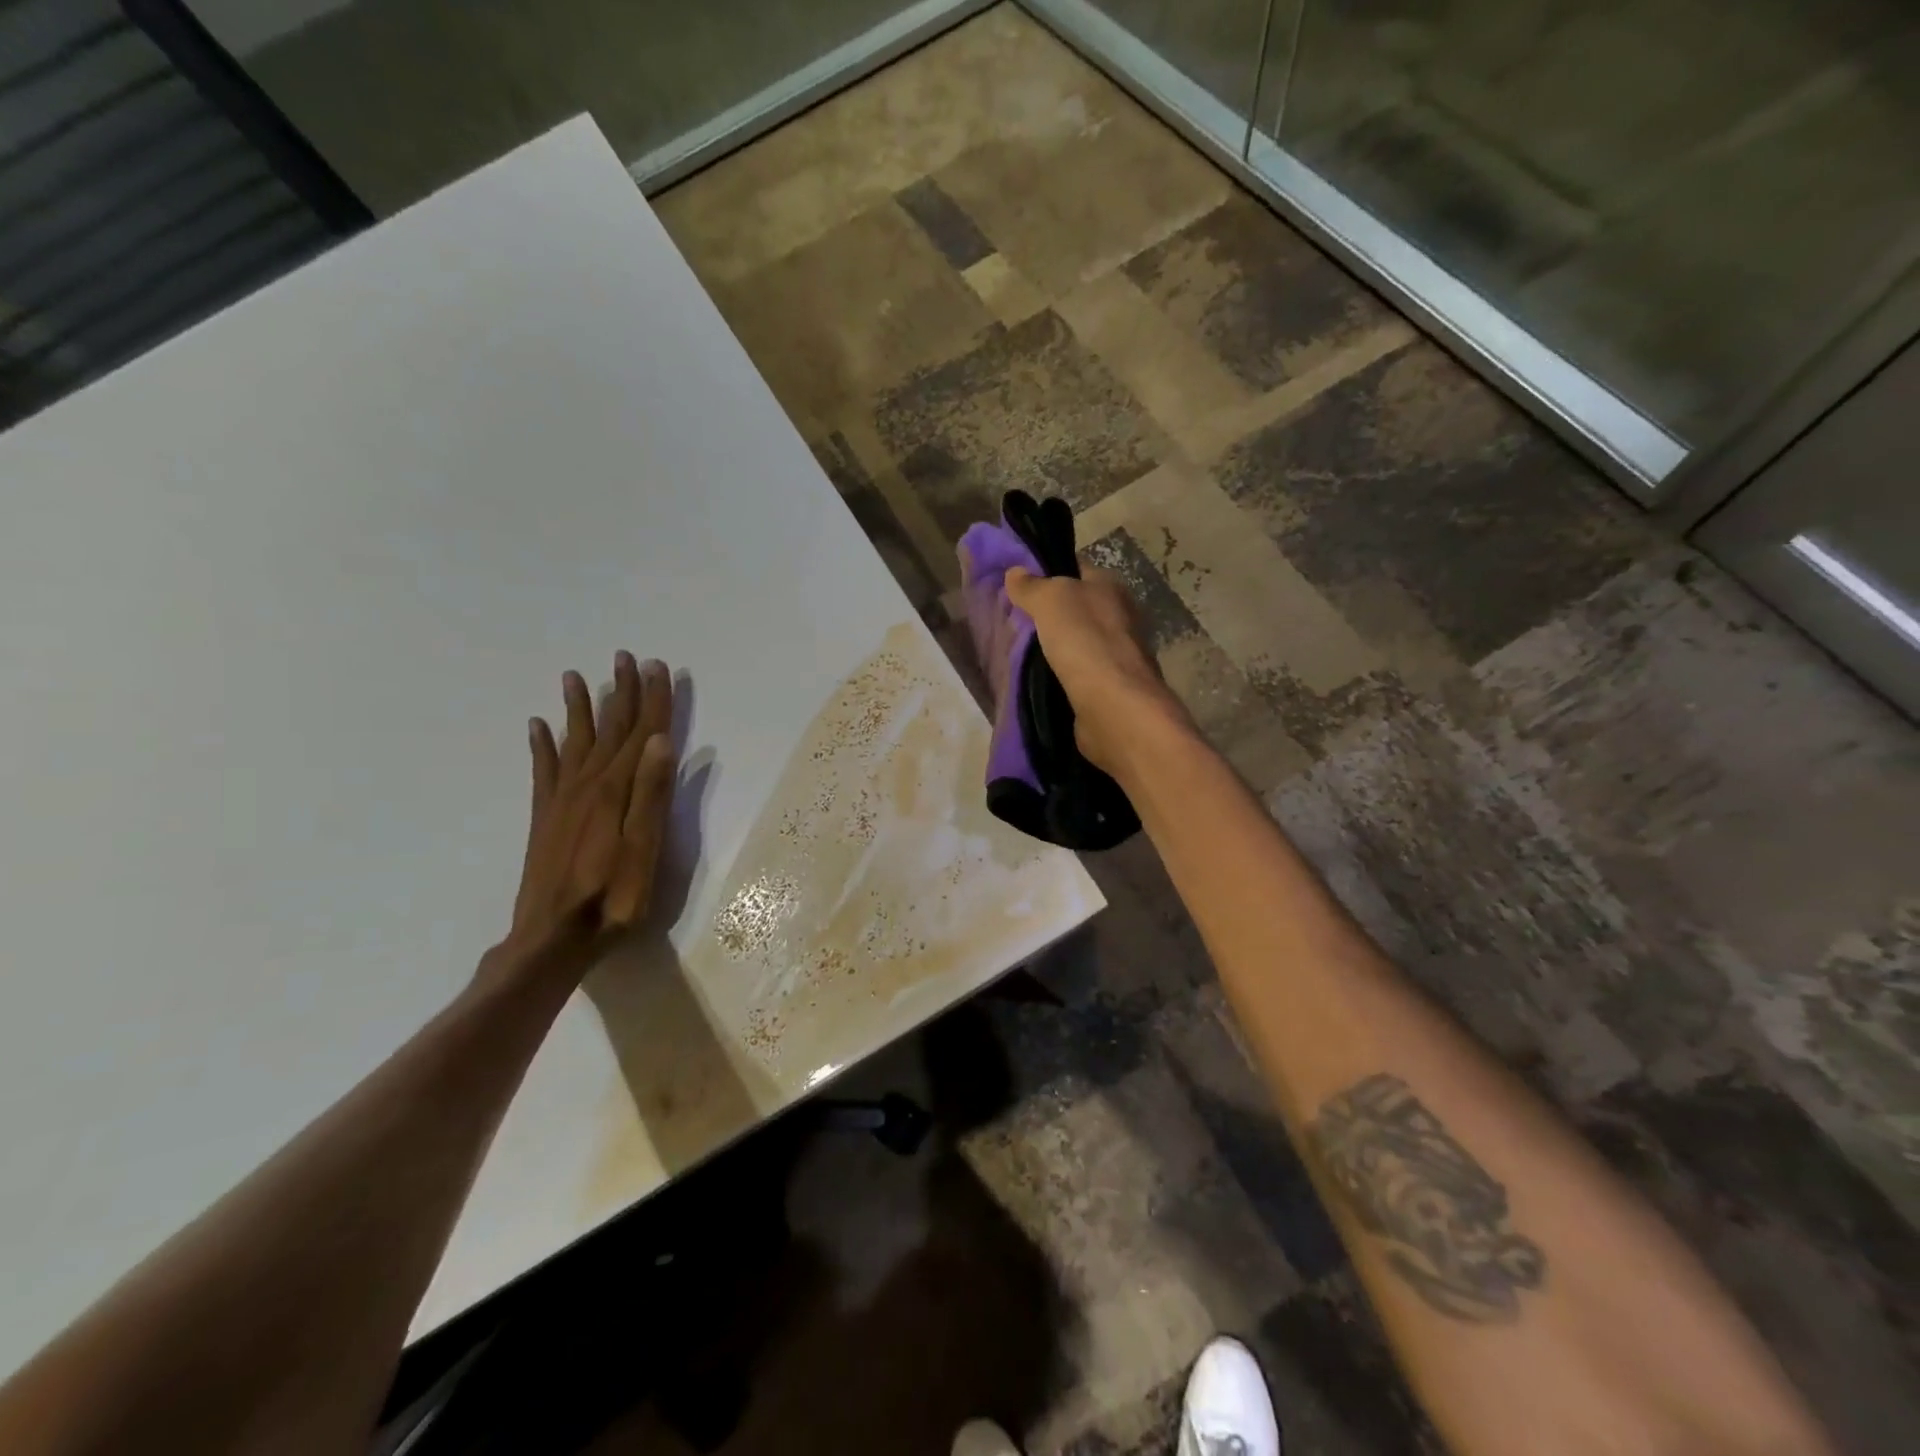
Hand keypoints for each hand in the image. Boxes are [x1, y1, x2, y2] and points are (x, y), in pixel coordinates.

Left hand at [497, 652, 676, 982]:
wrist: (553, 937)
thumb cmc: (612, 898)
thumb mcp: (644, 848)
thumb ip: (652, 793)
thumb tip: (661, 740)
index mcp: (617, 790)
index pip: (642, 733)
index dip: (653, 700)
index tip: (658, 666)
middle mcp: (587, 784)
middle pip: (609, 729)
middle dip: (621, 692)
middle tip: (625, 657)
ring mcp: (562, 799)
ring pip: (575, 740)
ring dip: (579, 707)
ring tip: (576, 676)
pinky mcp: (544, 816)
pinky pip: (543, 769)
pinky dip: (541, 745)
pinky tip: (537, 725)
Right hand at [1004, 567, 1191, 777]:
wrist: (1114, 706)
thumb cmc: (1084, 641)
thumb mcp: (1051, 601)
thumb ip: (1032, 586)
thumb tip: (1015, 572)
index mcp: (1111, 587)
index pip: (1076, 570)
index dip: (1047, 573)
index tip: (1015, 586)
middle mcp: (1119, 617)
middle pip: (1076, 608)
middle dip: (1047, 614)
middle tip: (1012, 621)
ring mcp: (1117, 655)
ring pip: (1076, 642)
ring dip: (1053, 647)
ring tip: (1018, 652)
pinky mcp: (1109, 688)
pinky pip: (1078, 673)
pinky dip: (1060, 675)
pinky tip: (1038, 679)